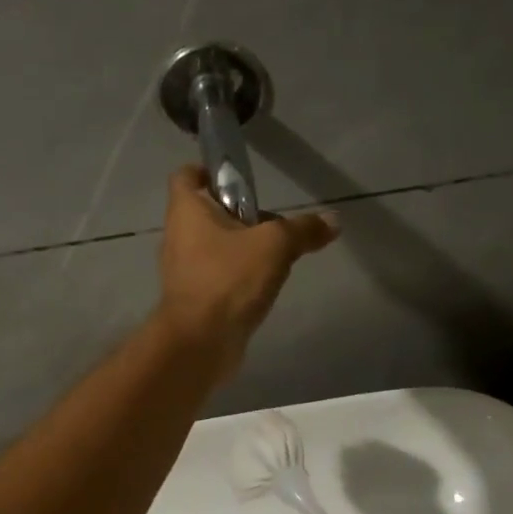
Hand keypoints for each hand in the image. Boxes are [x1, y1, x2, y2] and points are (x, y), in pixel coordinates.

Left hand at [156, 165, 336, 380]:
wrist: (200, 342)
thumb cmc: (229, 279)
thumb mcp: (275, 246)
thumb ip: (303, 229)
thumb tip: (333, 221)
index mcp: (186, 210)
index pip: (187, 174)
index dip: (210, 170)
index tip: (241, 179)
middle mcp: (179, 234)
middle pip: (207, 211)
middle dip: (240, 213)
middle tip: (273, 223)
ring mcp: (184, 268)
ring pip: (215, 245)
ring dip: (242, 246)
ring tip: (277, 255)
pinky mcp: (193, 296)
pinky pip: (218, 274)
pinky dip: (238, 275)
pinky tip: (265, 285)